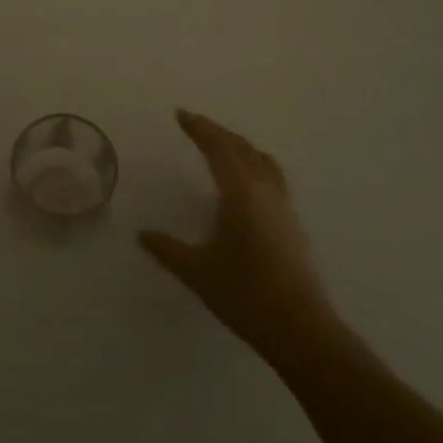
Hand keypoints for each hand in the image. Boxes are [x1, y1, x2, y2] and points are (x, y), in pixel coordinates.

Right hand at [139, 110, 354, 370]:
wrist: (300, 328)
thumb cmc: (244, 295)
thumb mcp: (197, 272)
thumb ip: (167, 249)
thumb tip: (142, 234)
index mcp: (240, 192)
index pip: (218, 148)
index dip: (199, 128)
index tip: (181, 114)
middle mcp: (265, 190)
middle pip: (242, 148)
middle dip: (218, 133)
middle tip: (196, 125)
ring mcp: (283, 206)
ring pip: (262, 160)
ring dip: (239, 146)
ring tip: (222, 146)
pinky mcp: (292, 223)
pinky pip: (272, 176)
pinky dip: (254, 164)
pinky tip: (245, 183)